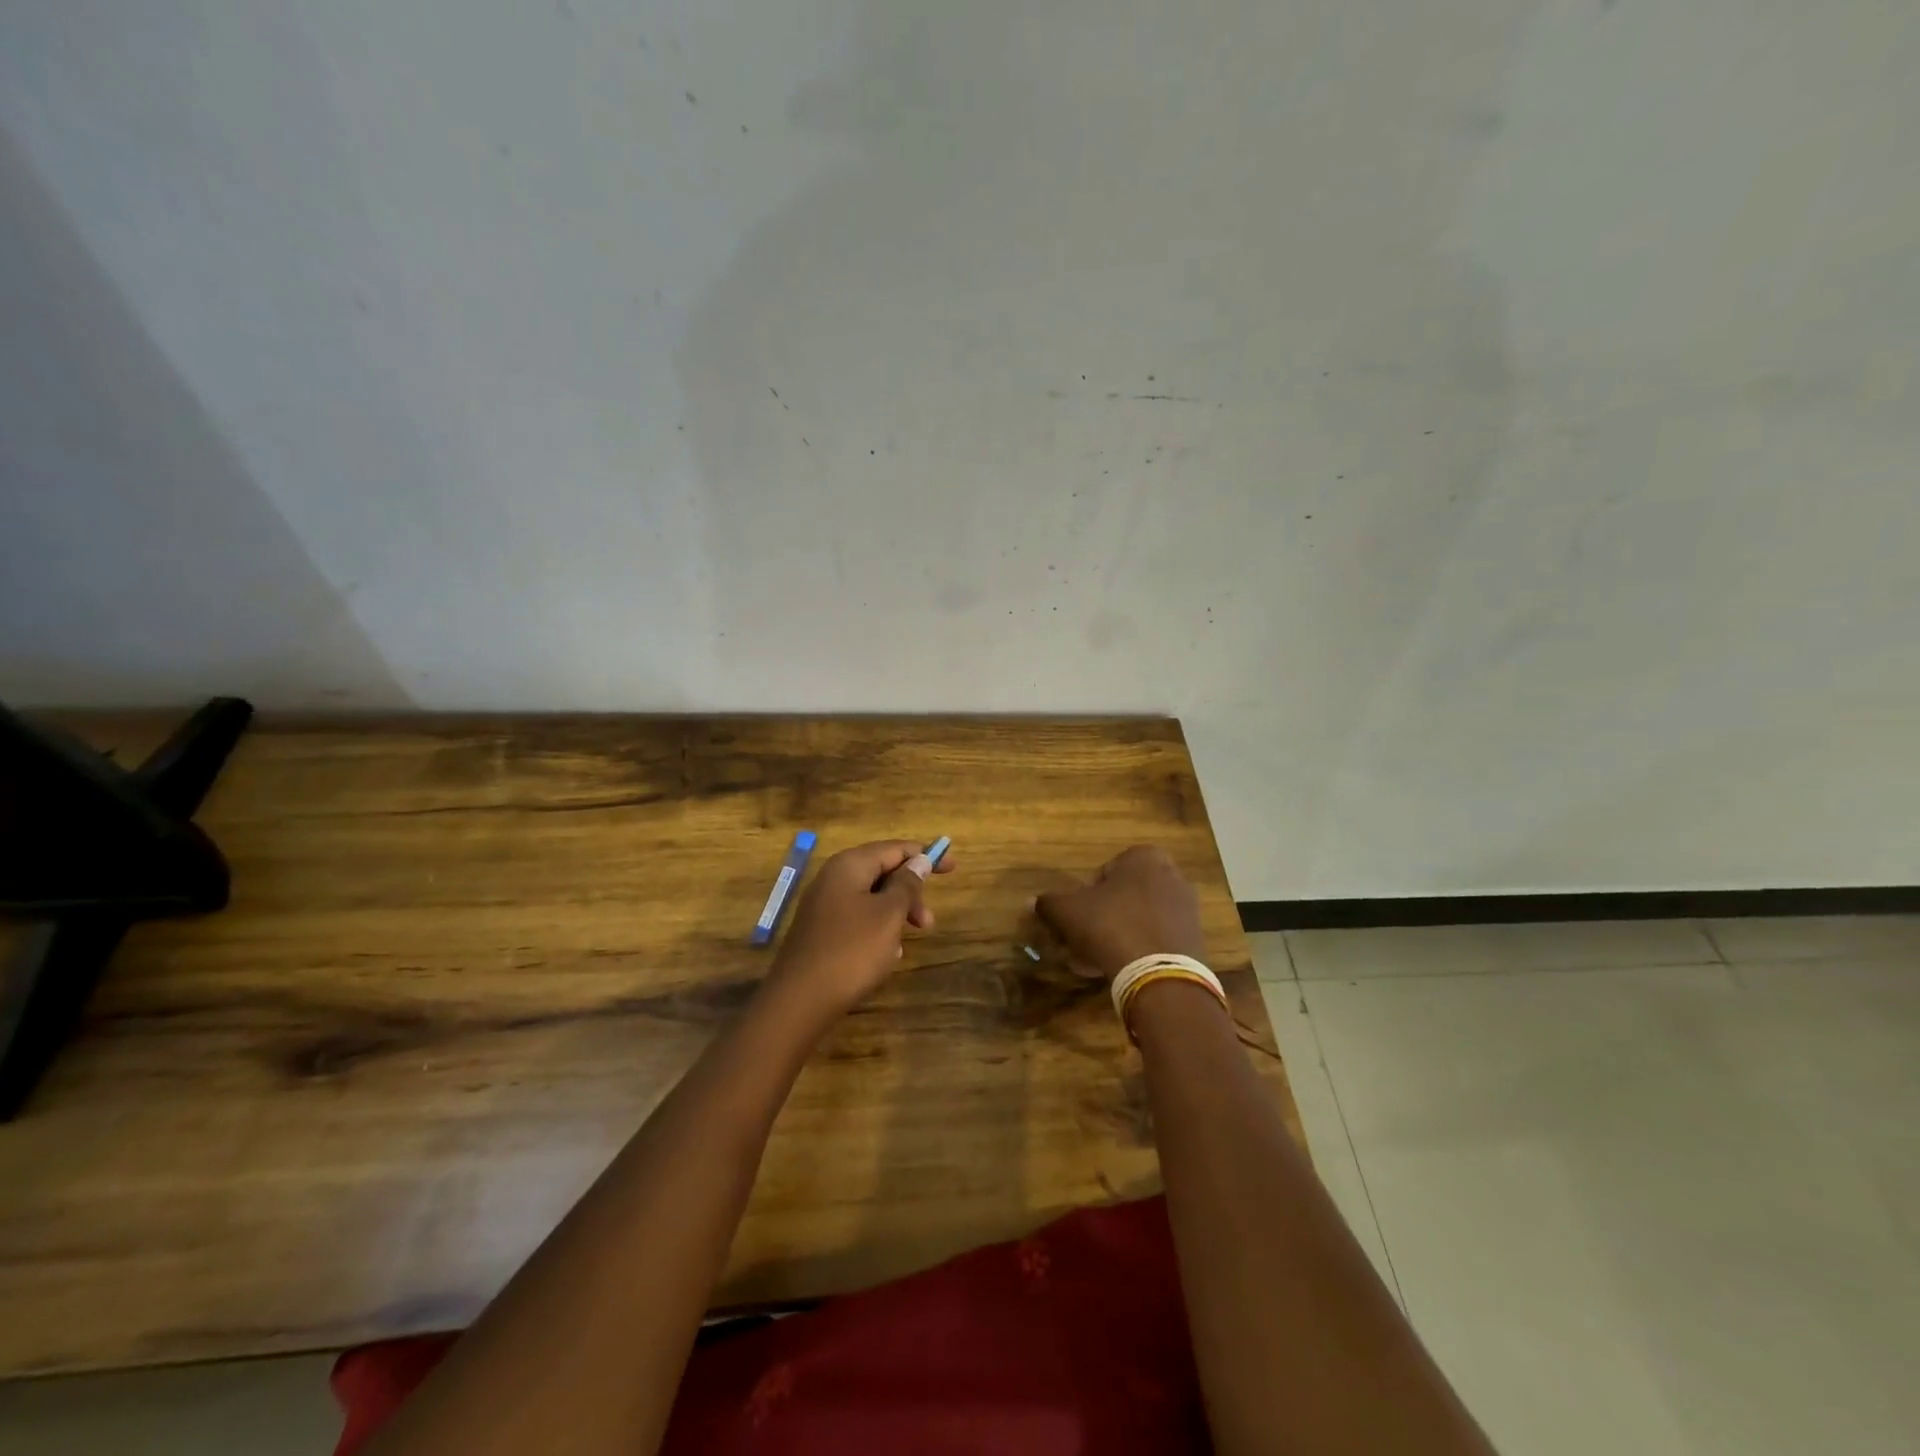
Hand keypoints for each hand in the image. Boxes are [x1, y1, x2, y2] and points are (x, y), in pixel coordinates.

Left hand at [767, 840, 953, 1016]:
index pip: (895, 848)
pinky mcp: (821, 930)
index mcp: (850, 865)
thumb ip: (907, 884)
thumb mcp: (889, 915)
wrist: (800, 1001)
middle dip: (910, 892)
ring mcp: (824, 905)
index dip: (925, 855)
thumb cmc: (852, 951)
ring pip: (872, 898)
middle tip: (928, 922)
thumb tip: (919, 860)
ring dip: (896, 915)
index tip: (953, 867)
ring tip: (904, 945)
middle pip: (882, 872)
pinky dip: (877, 930)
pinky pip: (858, 919)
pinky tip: (884, 955)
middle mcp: (834, 878)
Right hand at [1034, 845, 1205, 980]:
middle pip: (1121, 898)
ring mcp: (1186, 909)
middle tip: (1079, 942)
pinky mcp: (1193, 940)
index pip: (1102, 873)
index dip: (1082, 898)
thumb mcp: (1067, 911)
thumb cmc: (1110, 926)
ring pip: (1136, 920)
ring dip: (1113, 938)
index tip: (1073, 921)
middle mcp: (1171, 875)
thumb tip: (1032, 902)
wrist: (1159, 975)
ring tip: (1091, 963)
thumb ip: (1048, 903)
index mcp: (1144, 857)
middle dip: (1098, 920)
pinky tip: (1114, 971)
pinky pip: (1154, 940)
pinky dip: (1135, 951)